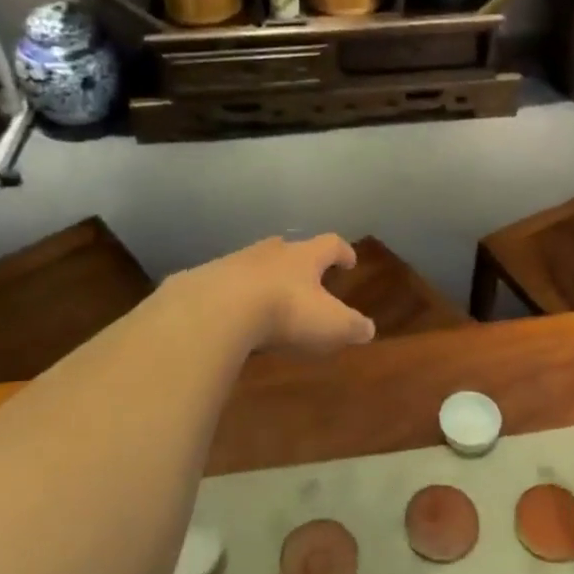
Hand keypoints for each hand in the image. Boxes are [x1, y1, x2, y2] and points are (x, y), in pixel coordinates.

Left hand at [176, 234, 375, 354]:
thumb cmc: (285, 312)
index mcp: (304, 257)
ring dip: (263, 277)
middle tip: (305, 276)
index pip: (330, 244)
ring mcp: (234, 262)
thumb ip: (352, 326)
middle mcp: (270, 252)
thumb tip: (369, 329)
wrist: (217, 309)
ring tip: (266, 298)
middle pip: (288, 248)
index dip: (342, 251)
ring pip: (254, 264)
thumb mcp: (330, 325)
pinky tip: (231, 314)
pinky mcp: (204, 280)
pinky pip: (224, 285)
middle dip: (298, 261)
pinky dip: (232, 296)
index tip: (349, 261)